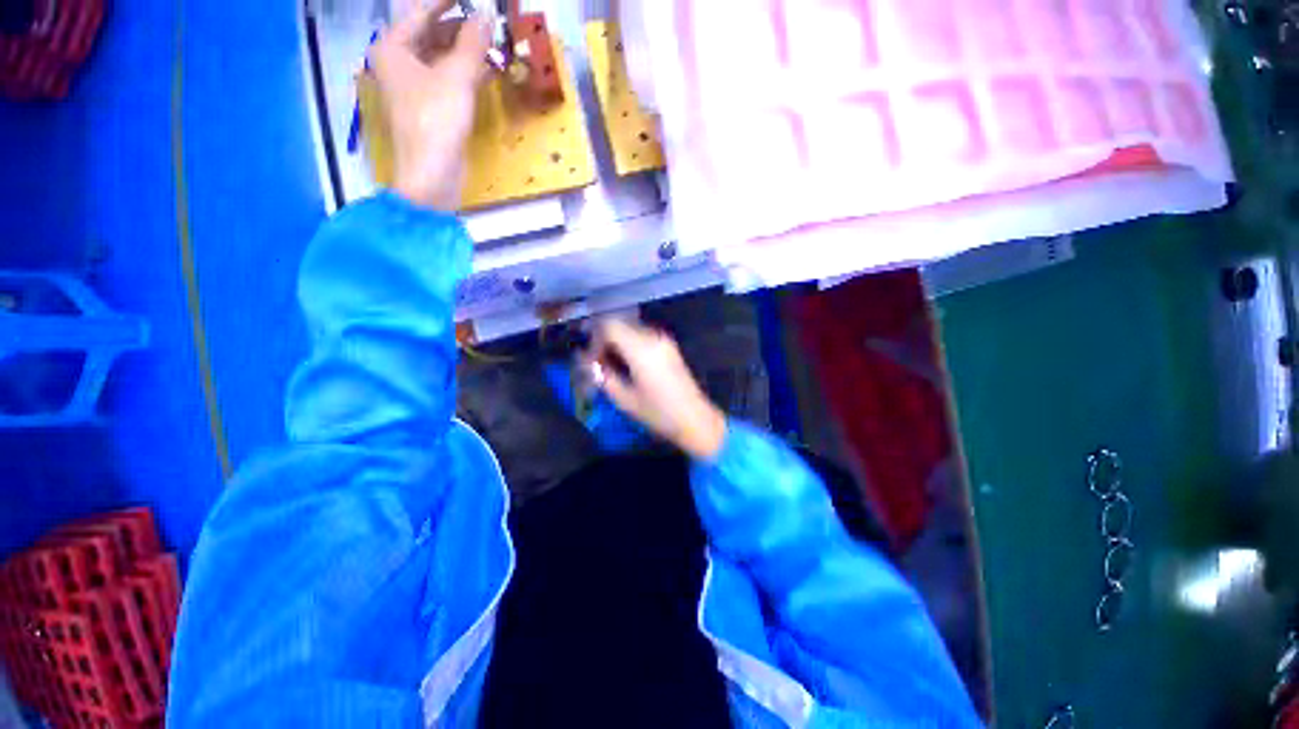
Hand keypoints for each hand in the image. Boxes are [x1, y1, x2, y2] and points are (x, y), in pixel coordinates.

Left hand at [370, 2, 490, 210]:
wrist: (432, 174)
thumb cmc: (436, 121)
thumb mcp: (457, 78)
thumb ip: (473, 44)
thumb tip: (486, 15)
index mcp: (393, 48)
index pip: (420, 11)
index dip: (446, 1)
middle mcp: (399, 62)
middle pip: (430, 33)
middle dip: (459, 27)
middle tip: (486, 22)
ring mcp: (414, 87)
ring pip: (440, 57)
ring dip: (466, 51)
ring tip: (492, 43)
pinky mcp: (429, 108)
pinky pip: (447, 79)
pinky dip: (465, 72)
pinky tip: (487, 70)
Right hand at [585, 320, 727, 459]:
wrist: (695, 419)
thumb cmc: (658, 413)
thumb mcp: (624, 399)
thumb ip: (603, 377)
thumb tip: (589, 363)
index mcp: (641, 349)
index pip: (609, 326)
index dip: (594, 340)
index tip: (592, 360)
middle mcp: (653, 337)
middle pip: (619, 325)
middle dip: (604, 340)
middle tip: (598, 363)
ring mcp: (663, 340)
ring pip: (630, 329)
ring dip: (617, 342)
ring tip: (611, 365)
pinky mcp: (669, 346)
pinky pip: (642, 336)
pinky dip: (629, 344)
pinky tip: (627, 364)